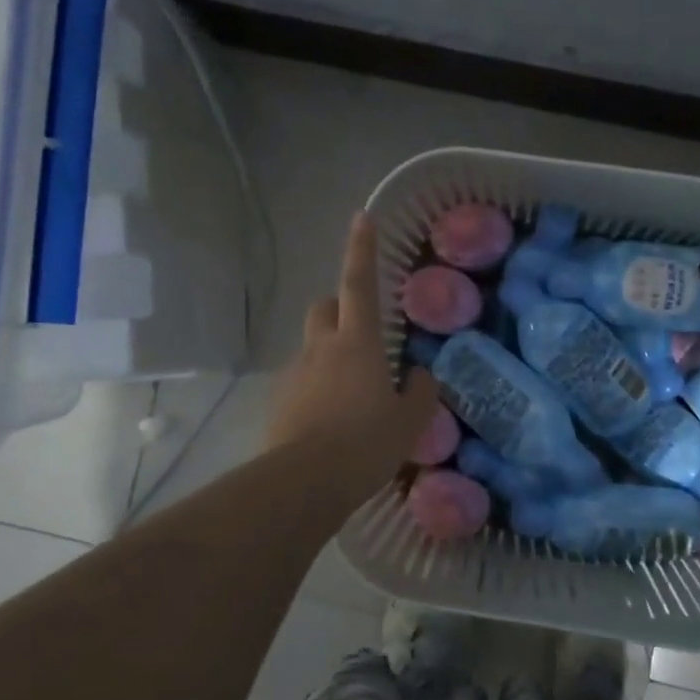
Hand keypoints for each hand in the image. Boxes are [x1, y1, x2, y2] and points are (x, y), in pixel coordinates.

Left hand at [266, 213, 438, 494]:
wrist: (304, 482)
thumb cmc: (365, 444)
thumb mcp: (408, 422)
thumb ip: (420, 393)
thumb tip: (419, 376)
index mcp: (358, 342)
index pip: (359, 283)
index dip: (361, 249)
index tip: (362, 216)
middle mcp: (322, 347)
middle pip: (324, 306)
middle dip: (339, 307)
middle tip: (362, 332)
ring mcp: (296, 372)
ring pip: (313, 346)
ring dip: (331, 353)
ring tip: (353, 394)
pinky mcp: (280, 399)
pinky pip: (302, 380)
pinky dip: (317, 386)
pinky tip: (331, 420)